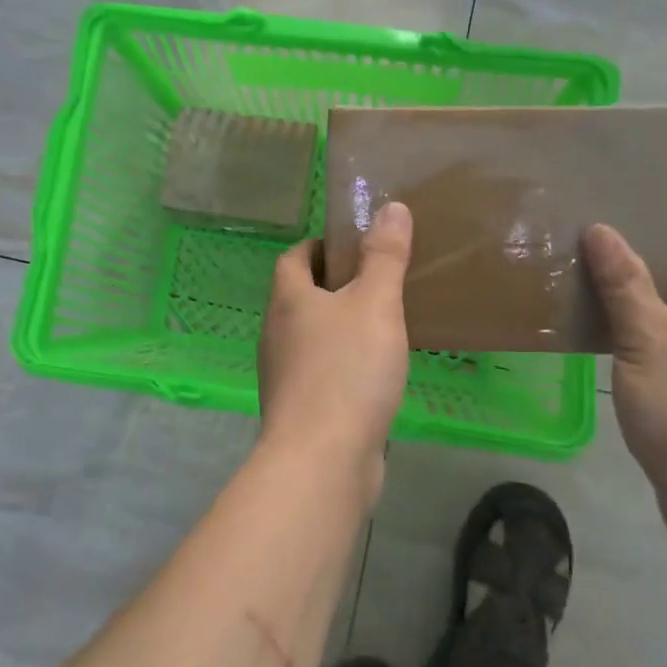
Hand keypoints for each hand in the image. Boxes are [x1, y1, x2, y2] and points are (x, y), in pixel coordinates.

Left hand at [257, 202, 412, 487]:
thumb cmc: (347, 370)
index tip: (350, 244)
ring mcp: (283, 375)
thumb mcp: (375, 304)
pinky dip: (340, 363)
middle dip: (332, 285)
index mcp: (288, 301)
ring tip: (379, 324)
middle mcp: (276, 334)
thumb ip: (385, 256)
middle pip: (298, 297)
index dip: (317, 246)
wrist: (322, 459)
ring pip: (309, 337)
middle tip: (375, 282)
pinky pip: (319, 373)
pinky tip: (372, 374)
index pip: (293, 258)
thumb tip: (390, 207)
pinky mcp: (298, 410)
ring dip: (336, 326)